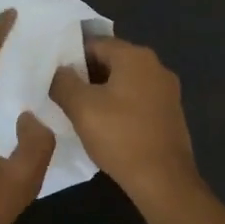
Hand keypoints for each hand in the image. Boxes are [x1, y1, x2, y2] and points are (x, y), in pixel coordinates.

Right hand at [50, 35, 198, 200]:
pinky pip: (138, 99)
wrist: (163, 180)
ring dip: (102, 92)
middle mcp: (156, 66)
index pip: (95, 43)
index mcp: (135, 56)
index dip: (71, 57)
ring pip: (125, 81)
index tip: (54, 75)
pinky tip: (106, 125)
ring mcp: (167, 90)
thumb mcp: (81, 108)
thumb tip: (59, 71)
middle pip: (112, 60)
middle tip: (63, 94)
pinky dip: (120, 105)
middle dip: (86, 75)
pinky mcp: (170, 112)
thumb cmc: (120, 137)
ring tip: (80, 111)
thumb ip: (64, 82)